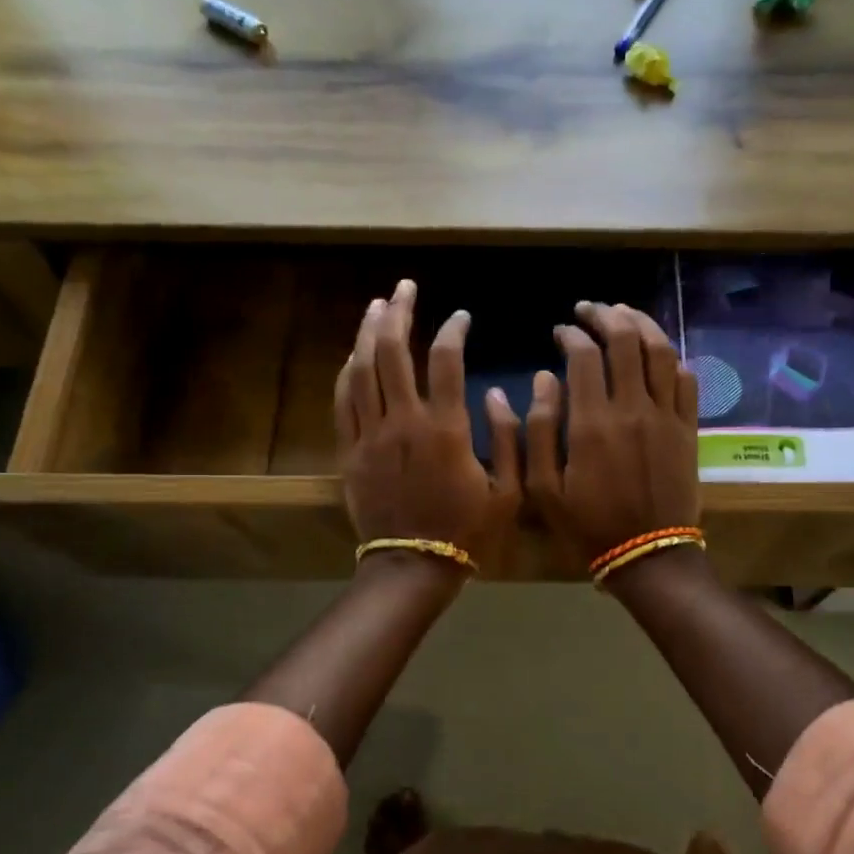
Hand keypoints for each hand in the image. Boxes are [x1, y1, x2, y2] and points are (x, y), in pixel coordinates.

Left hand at [334, 279, 522, 570]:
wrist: (413, 566)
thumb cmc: (467, 531)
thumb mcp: (509, 490)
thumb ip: (510, 438)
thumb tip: (496, 393)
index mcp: (446, 429)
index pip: (445, 360)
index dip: (452, 330)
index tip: (461, 317)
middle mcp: (404, 422)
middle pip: (393, 352)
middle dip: (399, 312)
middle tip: (404, 287)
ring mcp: (371, 435)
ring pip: (362, 369)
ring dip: (368, 332)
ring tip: (377, 305)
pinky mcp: (350, 451)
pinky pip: (343, 400)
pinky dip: (348, 371)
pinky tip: (354, 354)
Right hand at [526, 301, 700, 565]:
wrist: (647, 554)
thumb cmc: (588, 525)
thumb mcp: (544, 488)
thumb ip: (538, 429)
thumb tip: (543, 377)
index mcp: (592, 422)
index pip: (583, 355)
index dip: (570, 335)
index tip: (560, 332)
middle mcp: (632, 408)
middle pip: (624, 340)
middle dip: (604, 315)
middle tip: (589, 310)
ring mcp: (666, 416)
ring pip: (660, 351)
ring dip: (642, 324)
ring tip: (624, 314)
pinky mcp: (688, 428)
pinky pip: (686, 380)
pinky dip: (672, 358)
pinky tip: (659, 353)